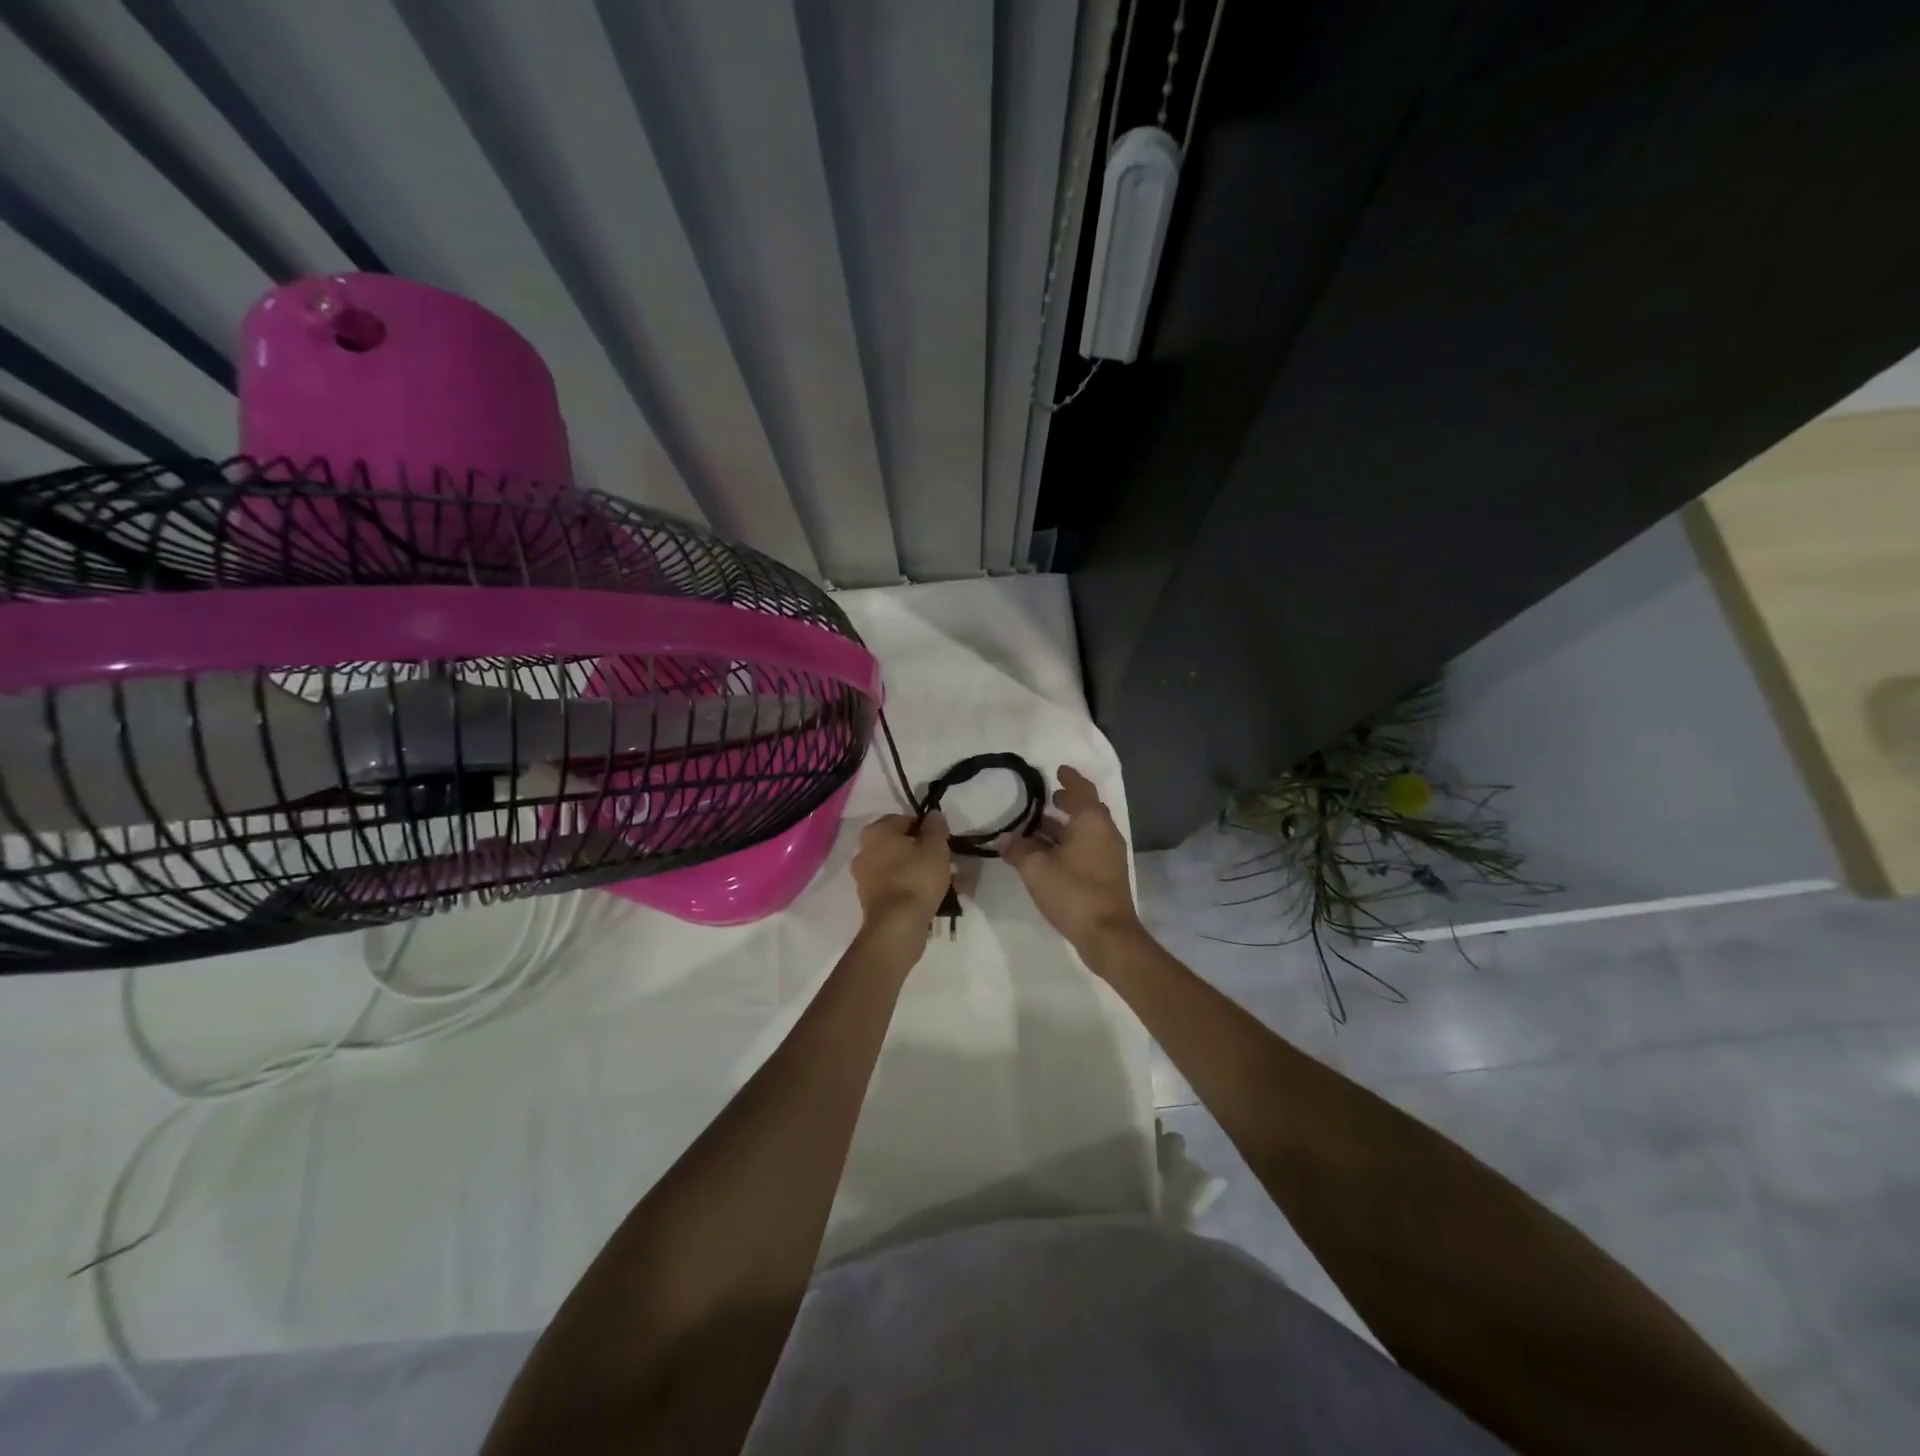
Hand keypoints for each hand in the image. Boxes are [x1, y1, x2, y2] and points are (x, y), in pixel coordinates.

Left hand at [851, 811, 953, 932]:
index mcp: (876, 832)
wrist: (897, 925)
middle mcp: (864, 851)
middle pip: (902, 845)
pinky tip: (935, 898)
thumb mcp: (935, 847)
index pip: (904, 820)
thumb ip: (935, 826)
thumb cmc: (916, 878)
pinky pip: (897, 886)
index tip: (943, 841)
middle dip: (926, 853)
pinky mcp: (870, 900)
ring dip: (923, 872)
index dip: (927, 828)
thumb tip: (932, 814)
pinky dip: (914, 888)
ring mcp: (865, 877)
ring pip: (901, 868)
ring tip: (950, 884)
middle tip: (948, 863)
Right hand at [999, 766, 1141, 955]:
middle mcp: (1104, 833)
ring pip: (1085, 830)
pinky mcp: (1106, 874)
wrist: (1107, 934)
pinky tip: (1047, 853)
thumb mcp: (1036, 868)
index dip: (1070, 779)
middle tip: (1045, 798)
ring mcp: (1109, 855)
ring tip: (1038, 825)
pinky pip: (1086, 847)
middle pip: (1086, 809)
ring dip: (1064, 826)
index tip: (1058, 770)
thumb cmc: (1073, 891)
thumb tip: (1005, 839)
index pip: (1082, 789)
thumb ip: (1018, 850)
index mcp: (1091, 821)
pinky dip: (1068, 843)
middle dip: (1066, 802)